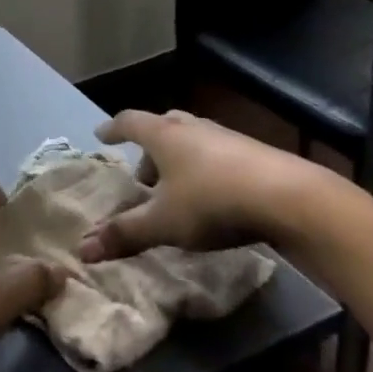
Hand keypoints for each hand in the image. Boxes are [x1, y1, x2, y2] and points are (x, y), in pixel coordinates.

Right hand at [78, 110, 328, 263]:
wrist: (289, 197)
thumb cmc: (212, 201)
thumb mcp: (163, 223)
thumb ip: (125, 233)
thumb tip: (83, 249)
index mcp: (163, 134)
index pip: (129, 121)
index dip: (113, 129)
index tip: (101, 135)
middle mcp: (191, 126)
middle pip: (162, 126)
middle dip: (148, 148)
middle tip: (142, 173)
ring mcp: (225, 136)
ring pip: (192, 139)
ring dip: (178, 158)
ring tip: (176, 189)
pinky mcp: (253, 153)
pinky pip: (217, 153)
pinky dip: (205, 168)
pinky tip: (213, 196)